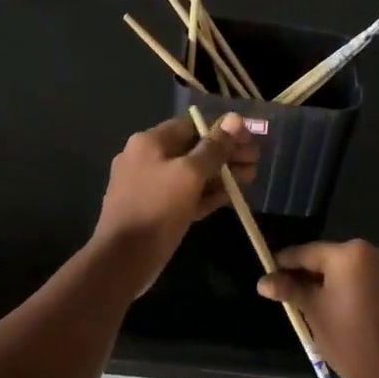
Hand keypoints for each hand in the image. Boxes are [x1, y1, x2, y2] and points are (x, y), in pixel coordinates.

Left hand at [92, 114, 256, 290]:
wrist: (123, 258)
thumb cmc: (157, 209)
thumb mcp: (190, 174)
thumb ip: (214, 148)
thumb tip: (234, 119)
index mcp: (149, 142)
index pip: (191, 126)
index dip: (222, 131)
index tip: (249, 141)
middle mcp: (145, 159)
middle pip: (192, 150)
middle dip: (225, 155)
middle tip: (255, 163)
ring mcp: (147, 186)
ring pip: (189, 175)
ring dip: (220, 176)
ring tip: (249, 179)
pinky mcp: (153, 210)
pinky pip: (183, 196)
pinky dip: (204, 195)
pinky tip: (228, 198)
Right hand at [257, 240, 378, 377]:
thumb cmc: (349, 339)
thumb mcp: (314, 311)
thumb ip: (290, 289)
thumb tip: (263, 282)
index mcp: (350, 253)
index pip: (307, 253)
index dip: (284, 263)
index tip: (268, 274)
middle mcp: (374, 251)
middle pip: (329, 258)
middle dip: (307, 273)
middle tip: (285, 290)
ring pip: (348, 268)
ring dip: (328, 280)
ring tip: (306, 300)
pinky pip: (365, 278)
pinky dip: (348, 286)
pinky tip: (332, 304)